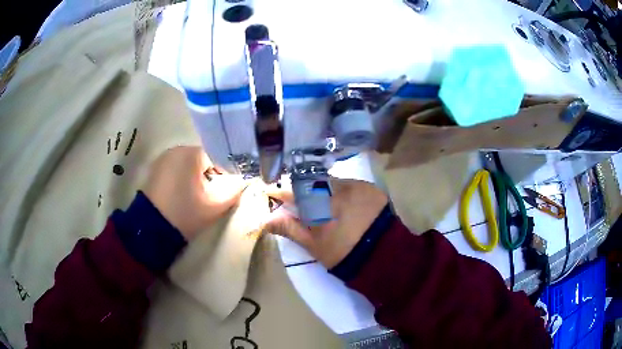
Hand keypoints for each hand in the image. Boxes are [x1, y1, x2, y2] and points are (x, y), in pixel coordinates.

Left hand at [143, 146, 245, 239]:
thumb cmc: (185, 214)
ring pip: (189, 163)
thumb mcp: (215, 206)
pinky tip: (182, 194)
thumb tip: (245, 181)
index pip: (218, 156)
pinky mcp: (155, 168)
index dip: (225, 173)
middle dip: (210, 175)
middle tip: (211, 195)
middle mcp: (177, 149)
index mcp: (192, 153)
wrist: (152, 229)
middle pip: (203, 159)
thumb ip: (235, 190)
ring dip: (196, 176)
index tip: (225, 190)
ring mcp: (163, 158)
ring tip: (196, 196)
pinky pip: (176, 168)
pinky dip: (183, 177)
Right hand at [266, 178, 387, 267]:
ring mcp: (357, 186)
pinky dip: (344, 193)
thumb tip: (266, 219)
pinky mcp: (371, 188)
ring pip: (332, 182)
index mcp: (320, 205)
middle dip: (306, 192)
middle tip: (308, 208)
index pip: (294, 191)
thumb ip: (290, 228)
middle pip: (313, 183)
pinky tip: (348, 208)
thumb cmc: (343, 255)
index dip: (283, 193)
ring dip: (326, 191)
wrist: (384, 258)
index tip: (275, 195)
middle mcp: (338, 189)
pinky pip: (351, 185)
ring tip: (330, 209)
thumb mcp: (313, 245)